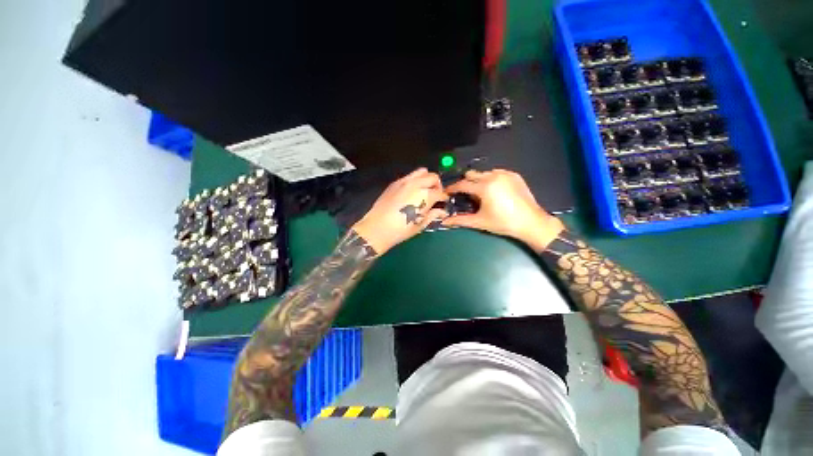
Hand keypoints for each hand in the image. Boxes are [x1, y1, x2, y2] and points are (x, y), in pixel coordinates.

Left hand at [352, 168, 447, 253]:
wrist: (377, 228)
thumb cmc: (401, 230)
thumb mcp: (420, 224)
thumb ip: (433, 215)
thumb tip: (442, 212)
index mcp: (425, 196)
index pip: (440, 192)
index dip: (443, 197)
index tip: (443, 202)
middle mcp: (416, 184)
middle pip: (433, 177)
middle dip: (437, 185)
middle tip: (435, 194)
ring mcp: (404, 182)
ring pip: (421, 171)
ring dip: (426, 179)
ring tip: (424, 190)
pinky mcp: (394, 183)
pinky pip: (409, 176)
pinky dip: (415, 180)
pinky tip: (412, 191)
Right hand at [443, 169, 564, 250]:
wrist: (531, 223)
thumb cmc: (503, 223)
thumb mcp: (480, 221)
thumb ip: (460, 220)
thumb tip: (444, 222)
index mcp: (484, 187)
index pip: (462, 184)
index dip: (452, 188)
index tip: (447, 192)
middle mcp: (494, 176)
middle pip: (472, 175)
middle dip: (465, 183)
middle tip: (464, 195)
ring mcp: (505, 174)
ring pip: (484, 173)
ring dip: (478, 181)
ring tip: (481, 194)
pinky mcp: (514, 175)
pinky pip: (497, 173)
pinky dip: (491, 179)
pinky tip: (494, 191)